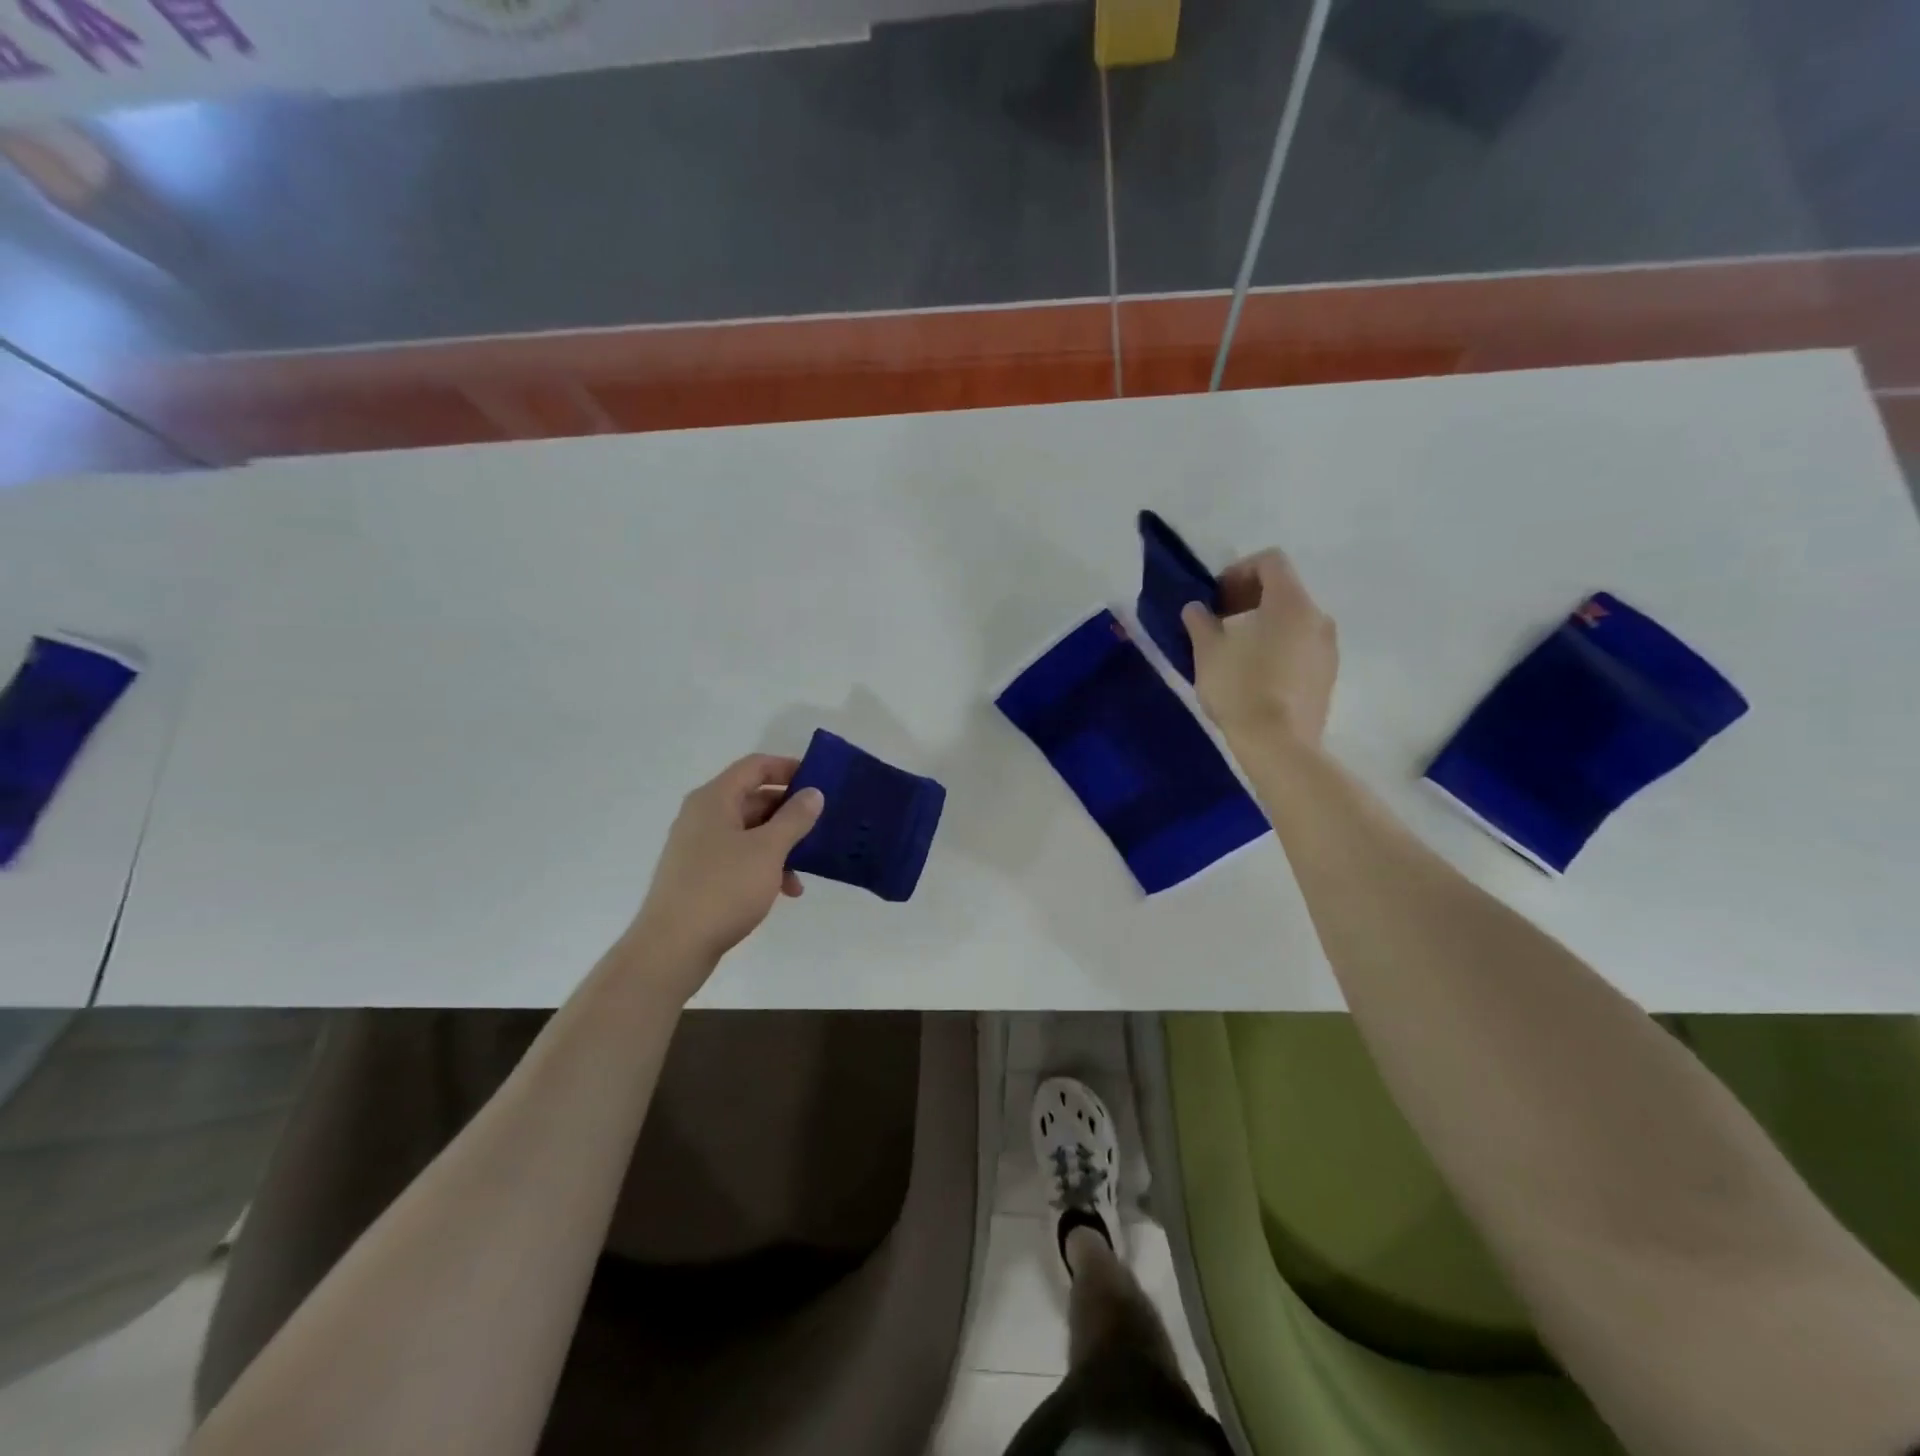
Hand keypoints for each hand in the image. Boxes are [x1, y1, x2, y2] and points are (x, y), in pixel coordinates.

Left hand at [623, 754, 824, 996]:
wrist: (672, 948)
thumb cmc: (723, 889)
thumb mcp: (768, 850)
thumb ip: (794, 818)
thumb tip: (813, 793)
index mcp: (715, 799)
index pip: (755, 766)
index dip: (788, 768)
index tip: (820, 781)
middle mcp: (703, 816)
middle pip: (753, 798)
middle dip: (789, 811)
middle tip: (822, 824)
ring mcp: (698, 847)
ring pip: (749, 832)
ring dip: (781, 844)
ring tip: (808, 866)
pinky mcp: (699, 875)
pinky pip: (739, 857)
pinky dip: (764, 866)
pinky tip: (786, 890)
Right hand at [1182, 549, 1337, 747]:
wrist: (1280, 745)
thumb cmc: (1240, 688)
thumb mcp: (1207, 652)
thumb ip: (1200, 622)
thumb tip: (1196, 608)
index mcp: (1291, 602)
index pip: (1271, 561)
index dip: (1239, 570)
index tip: (1216, 598)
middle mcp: (1318, 617)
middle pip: (1284, 590)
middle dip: (1249, 598)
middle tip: (1219, 622)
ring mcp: (1328, 648)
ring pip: (1294, 621)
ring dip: (1264, 625)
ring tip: (1235, 652)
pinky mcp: (1328, 676)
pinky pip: (1301, 647)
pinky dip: (1278, 647)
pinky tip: (1255, 675)